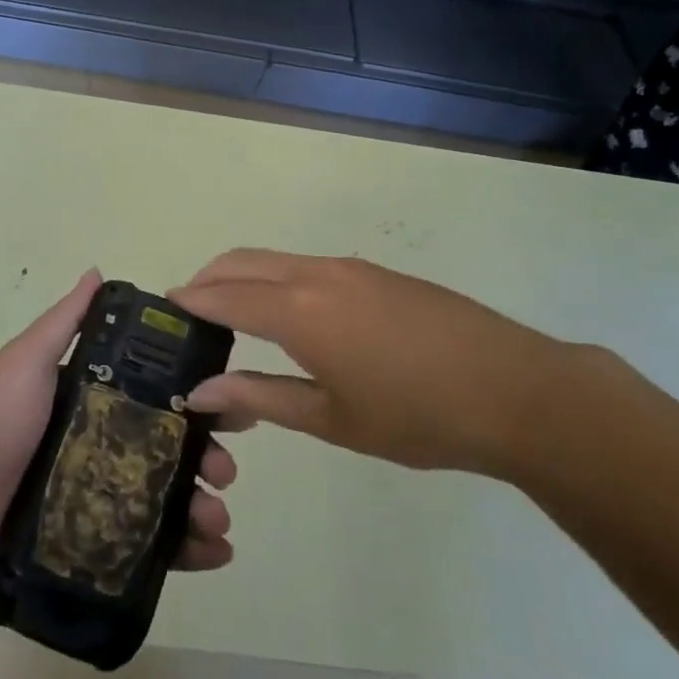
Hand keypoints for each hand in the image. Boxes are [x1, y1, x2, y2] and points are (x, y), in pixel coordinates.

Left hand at [0, 270, 237, 586]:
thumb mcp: (29, 360)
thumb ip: (65, 321)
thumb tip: (97, 271)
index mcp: (98, 403)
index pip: (162, 396)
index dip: (199, 398)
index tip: (229, 404)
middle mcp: (108, 447)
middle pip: (174, 449)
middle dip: (210, 456)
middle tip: (225, 469)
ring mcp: (105, 498)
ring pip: (171, 499)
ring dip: (205, 505)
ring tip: (218, 516)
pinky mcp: (99, 543)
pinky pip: (153, 547)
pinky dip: (190, 549)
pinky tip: (215, 550)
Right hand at [173, 251, 584, 476]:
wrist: (516, 390)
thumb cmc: (417, 416)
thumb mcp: (331, 418)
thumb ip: (261, 397)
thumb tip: (202, 392)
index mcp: (298, 310)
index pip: (223, 297)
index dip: (188, 303)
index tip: (162, 313)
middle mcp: (316, 274)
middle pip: (242, 262)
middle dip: (207, 280)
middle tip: (188, 315)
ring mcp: (349, 267)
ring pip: (276, 260)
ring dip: (243, 278)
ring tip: (231, 317)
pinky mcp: (376, 272)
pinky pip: (307, 266)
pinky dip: (278, 280)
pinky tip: (289, 317)